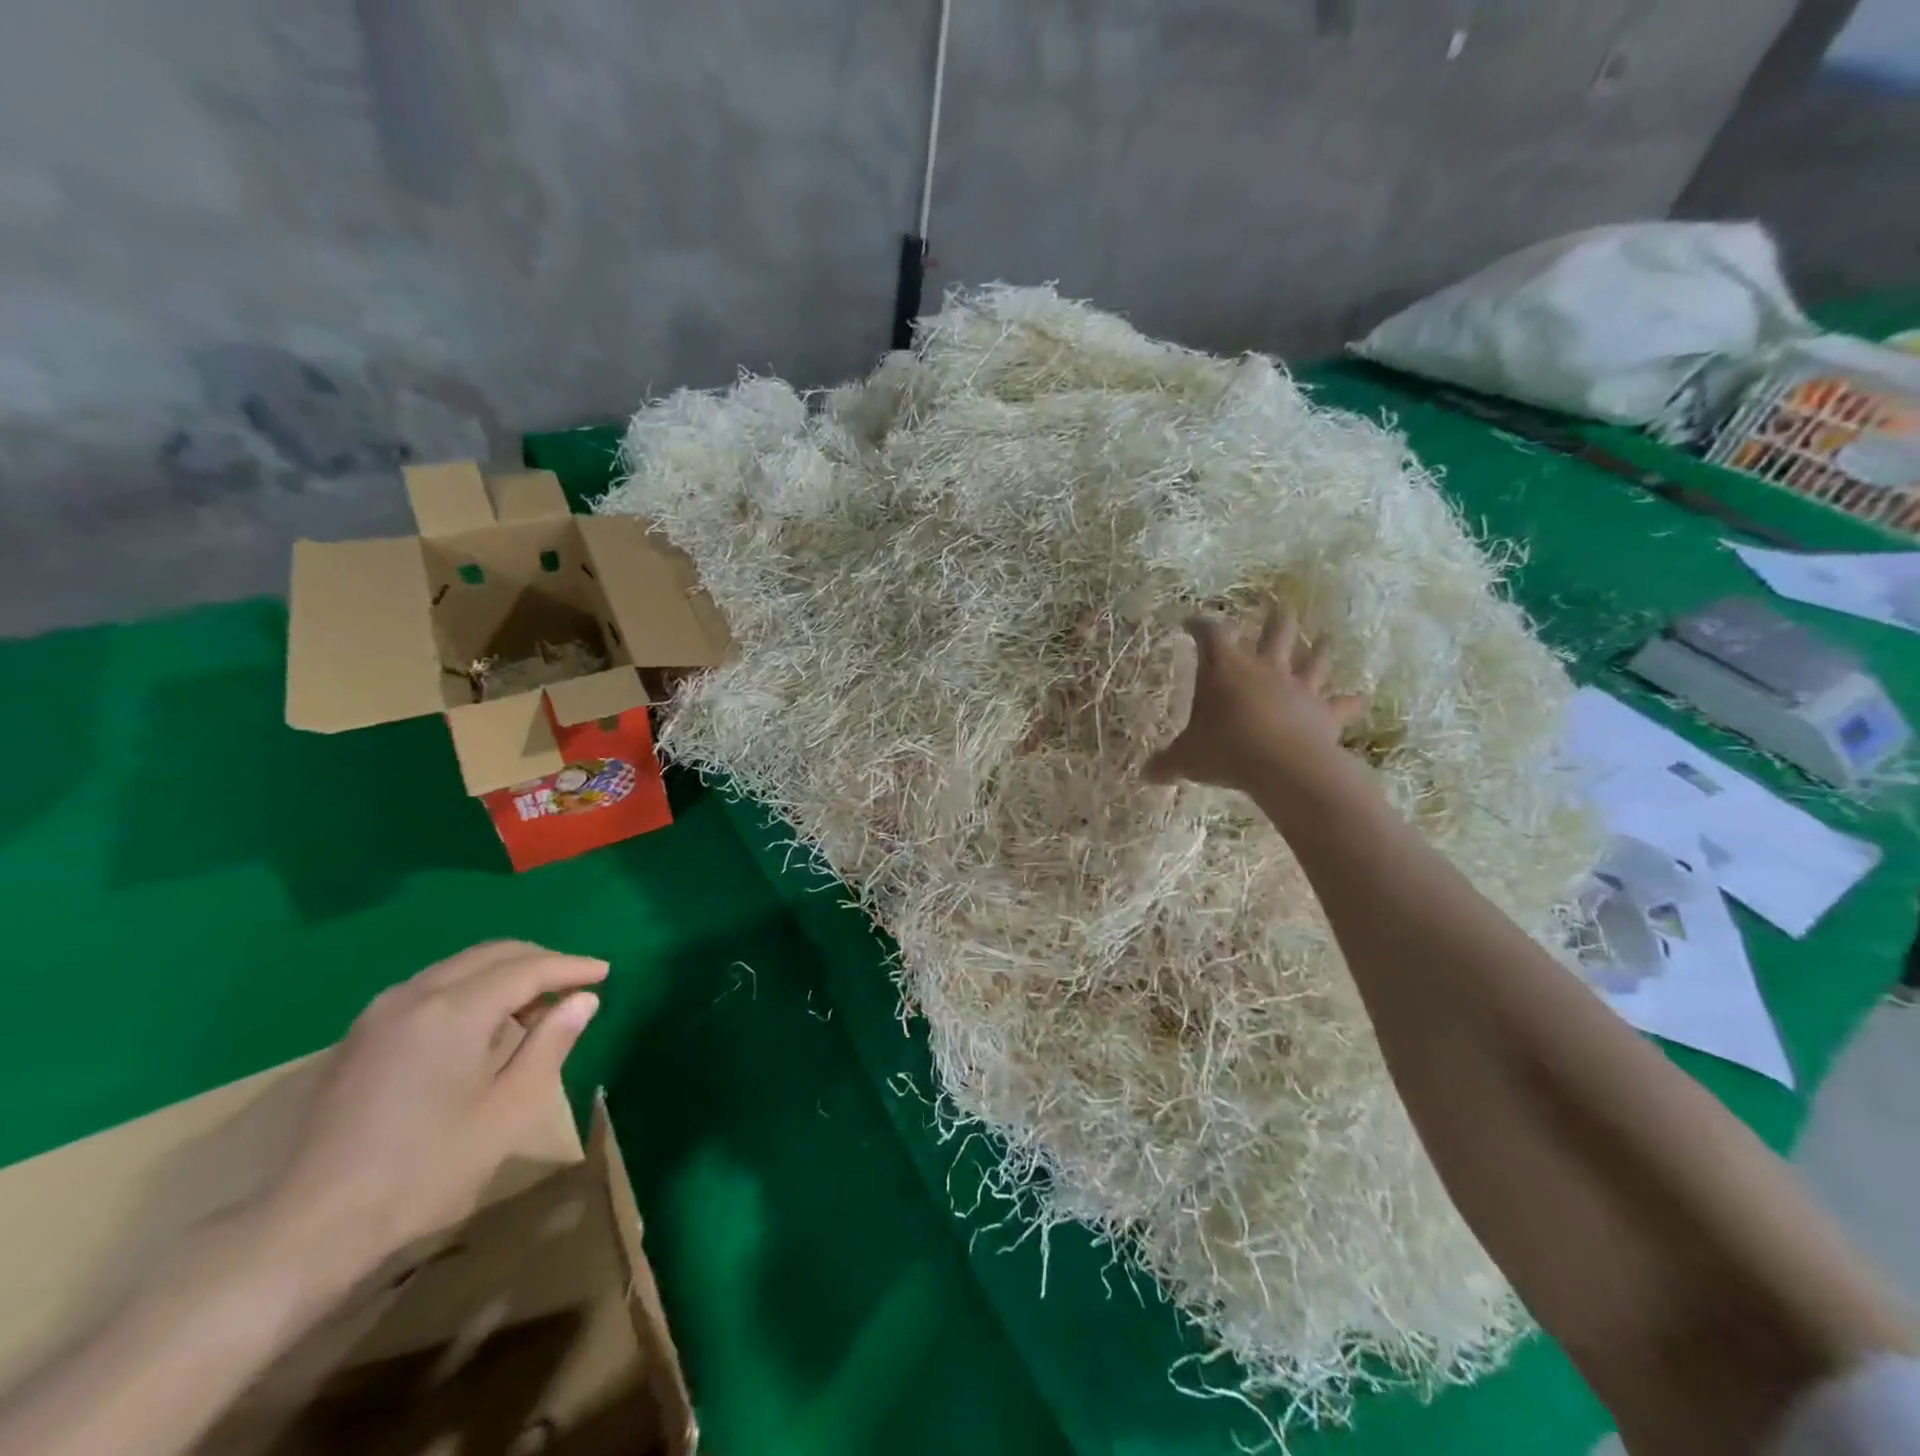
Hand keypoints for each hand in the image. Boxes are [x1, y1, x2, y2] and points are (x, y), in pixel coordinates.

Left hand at [248, 942, 606, 1295]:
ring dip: (505, 973)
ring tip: (536, 1006)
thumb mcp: (508, 1110)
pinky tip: (483, 1024)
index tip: (605, 973)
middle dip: (540, 961)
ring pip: (459, 967)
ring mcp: (381, 1013)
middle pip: (492, 954)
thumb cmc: (425, 1169)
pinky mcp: (362, 1036)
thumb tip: (583, 999)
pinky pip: (432, 987)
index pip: (528, 968)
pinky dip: (471, 988)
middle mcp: (416, 995)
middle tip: (576, 984)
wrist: (309, 1227)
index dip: (571, 967)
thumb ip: (550, 1044)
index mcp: (455, 1009)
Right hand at [1144, 602, 1364, 793]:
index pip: (1210, 634)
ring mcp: (1299, 688)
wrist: (1282, 765)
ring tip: (1325, 640)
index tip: (1191, 622)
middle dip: (1275, 618)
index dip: (1199, 624)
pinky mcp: (1324, 712)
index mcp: (1225, 670)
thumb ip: (1166, 763)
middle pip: (1275, 632)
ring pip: (1312, 659)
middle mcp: (1264, 669)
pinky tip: (1359, 700)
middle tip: (1279, 606)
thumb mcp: (1187, 759)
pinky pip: (1342, 703)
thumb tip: (1144, 774)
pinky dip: (1350, 702)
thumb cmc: (1226, 750)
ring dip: (1319, 649)